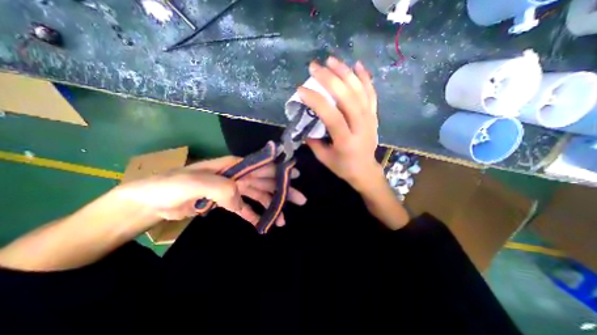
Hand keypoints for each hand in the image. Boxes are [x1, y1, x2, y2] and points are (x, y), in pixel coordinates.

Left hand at [116, 158, 307, 226]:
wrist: (151, 201)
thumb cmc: (171, 185)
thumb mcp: (195, 182)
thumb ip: (222, 188)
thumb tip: (241, 201)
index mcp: (233, 166)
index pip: (261, 166)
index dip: (280, 170)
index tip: (295, 176)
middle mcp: (237, 175)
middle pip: (266, 182)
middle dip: (283, 190)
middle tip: (300, 199)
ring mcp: (233, 190)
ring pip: (259, 196)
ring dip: (272, 206)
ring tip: (284, 219)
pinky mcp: (227, 203)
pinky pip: (245, 208)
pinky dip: (255, 215)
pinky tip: (265, 224)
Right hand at [298, 57, 381, 191]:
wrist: (365, 170)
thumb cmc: (343, 166)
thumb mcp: (324, 157)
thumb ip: (313, 140)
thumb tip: (304, 122)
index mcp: (346, 141)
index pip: (332, 116)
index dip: (316, 101)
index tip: (301, 90)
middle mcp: (361, 127)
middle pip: (347, 98)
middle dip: (330, 79)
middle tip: (315, 67)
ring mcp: (370, 119)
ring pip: (360, 91)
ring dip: (345, 73)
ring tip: (331, 60)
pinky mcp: (374, 116)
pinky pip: (371, 94)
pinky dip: (365, 78)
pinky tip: (357, 65)